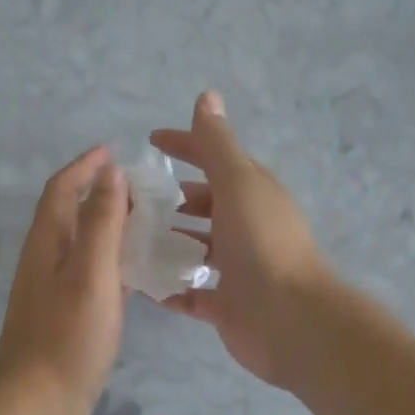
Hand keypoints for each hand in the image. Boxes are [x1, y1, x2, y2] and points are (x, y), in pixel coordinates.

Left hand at [0, 147, 129, 414]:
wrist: (38, 406)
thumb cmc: (66, 336)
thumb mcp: (89, 272)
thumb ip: (100, 221)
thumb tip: (110, 172)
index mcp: (47, 243)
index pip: (61, 189)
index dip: (85, 166)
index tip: (115, 150)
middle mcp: (48, 260)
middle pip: (73, 214)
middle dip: (103, 193)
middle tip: (147, 189)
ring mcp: (57, 291)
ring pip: (86, 246)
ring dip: (113, 228)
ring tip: (153, 223)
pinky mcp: (71, 317)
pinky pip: (96, 276)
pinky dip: (117, 264)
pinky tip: (144, 274)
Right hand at [151, 92, 331, 387]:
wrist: (288, 318)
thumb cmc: (261, 243)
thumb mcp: (237, 183)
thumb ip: (217, 144)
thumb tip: (207, 96)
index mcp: (251, 193)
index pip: (215, 159)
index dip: (186, 145)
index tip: (151, 140)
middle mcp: (246, 227)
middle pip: (205, 205)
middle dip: (171, 199)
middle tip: (130, 199)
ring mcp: (237, 268)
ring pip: (197, 248)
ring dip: (167, 242)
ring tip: (127, 238)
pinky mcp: (227, 305)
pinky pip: (191, 293)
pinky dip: (170, 287)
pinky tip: (142, 283)